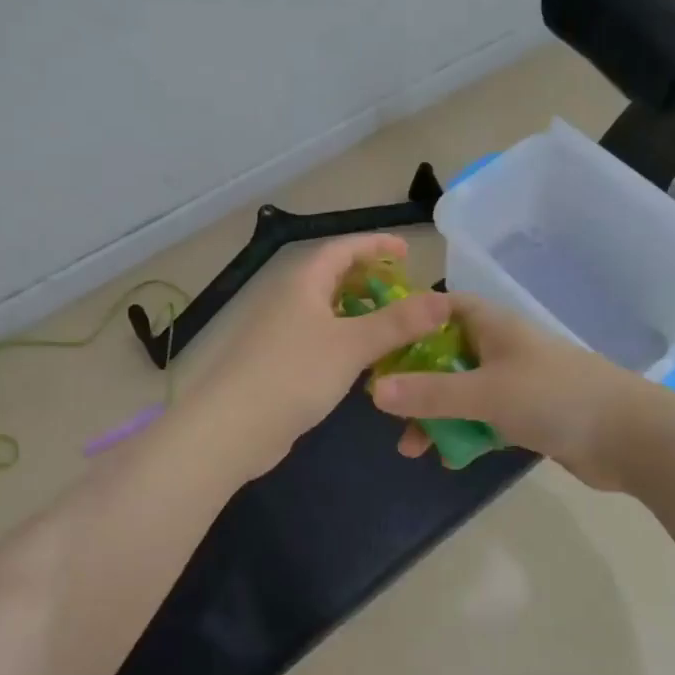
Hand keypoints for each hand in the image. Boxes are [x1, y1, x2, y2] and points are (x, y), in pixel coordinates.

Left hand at [187, 234, 454, 477]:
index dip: (376, 245)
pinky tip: (366, 362)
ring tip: (394, 326)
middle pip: (334, 277)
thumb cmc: (293, 374)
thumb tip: (443, 299)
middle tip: (405, 292)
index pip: (343, 248)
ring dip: (361, 314)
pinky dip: (346, 340)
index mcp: (303, 281)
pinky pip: (320, 338)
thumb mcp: (352, 345)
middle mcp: (290, 298)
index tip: (408, 251)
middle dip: (371, 280)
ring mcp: (281, 331)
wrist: (231, 429)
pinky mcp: (279, 362)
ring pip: (328, 310)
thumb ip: (398, 322)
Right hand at [369, 295, 636, 475]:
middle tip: (388, 411)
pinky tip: (450, 458)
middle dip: (416, 382)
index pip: (442, 309)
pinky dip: (465, 433)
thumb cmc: (554, 398)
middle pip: (446, 355)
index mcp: (493, 326)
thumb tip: (374, 391)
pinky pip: (484, 418)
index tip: (378, 346)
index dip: (410, 322)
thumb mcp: (485, 393)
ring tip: (412, 447)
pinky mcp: (528, 414)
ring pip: (463, 392)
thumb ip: (430, 393)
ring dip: (437, 415)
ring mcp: (516, 382)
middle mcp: (501, 347)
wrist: (629, 437)